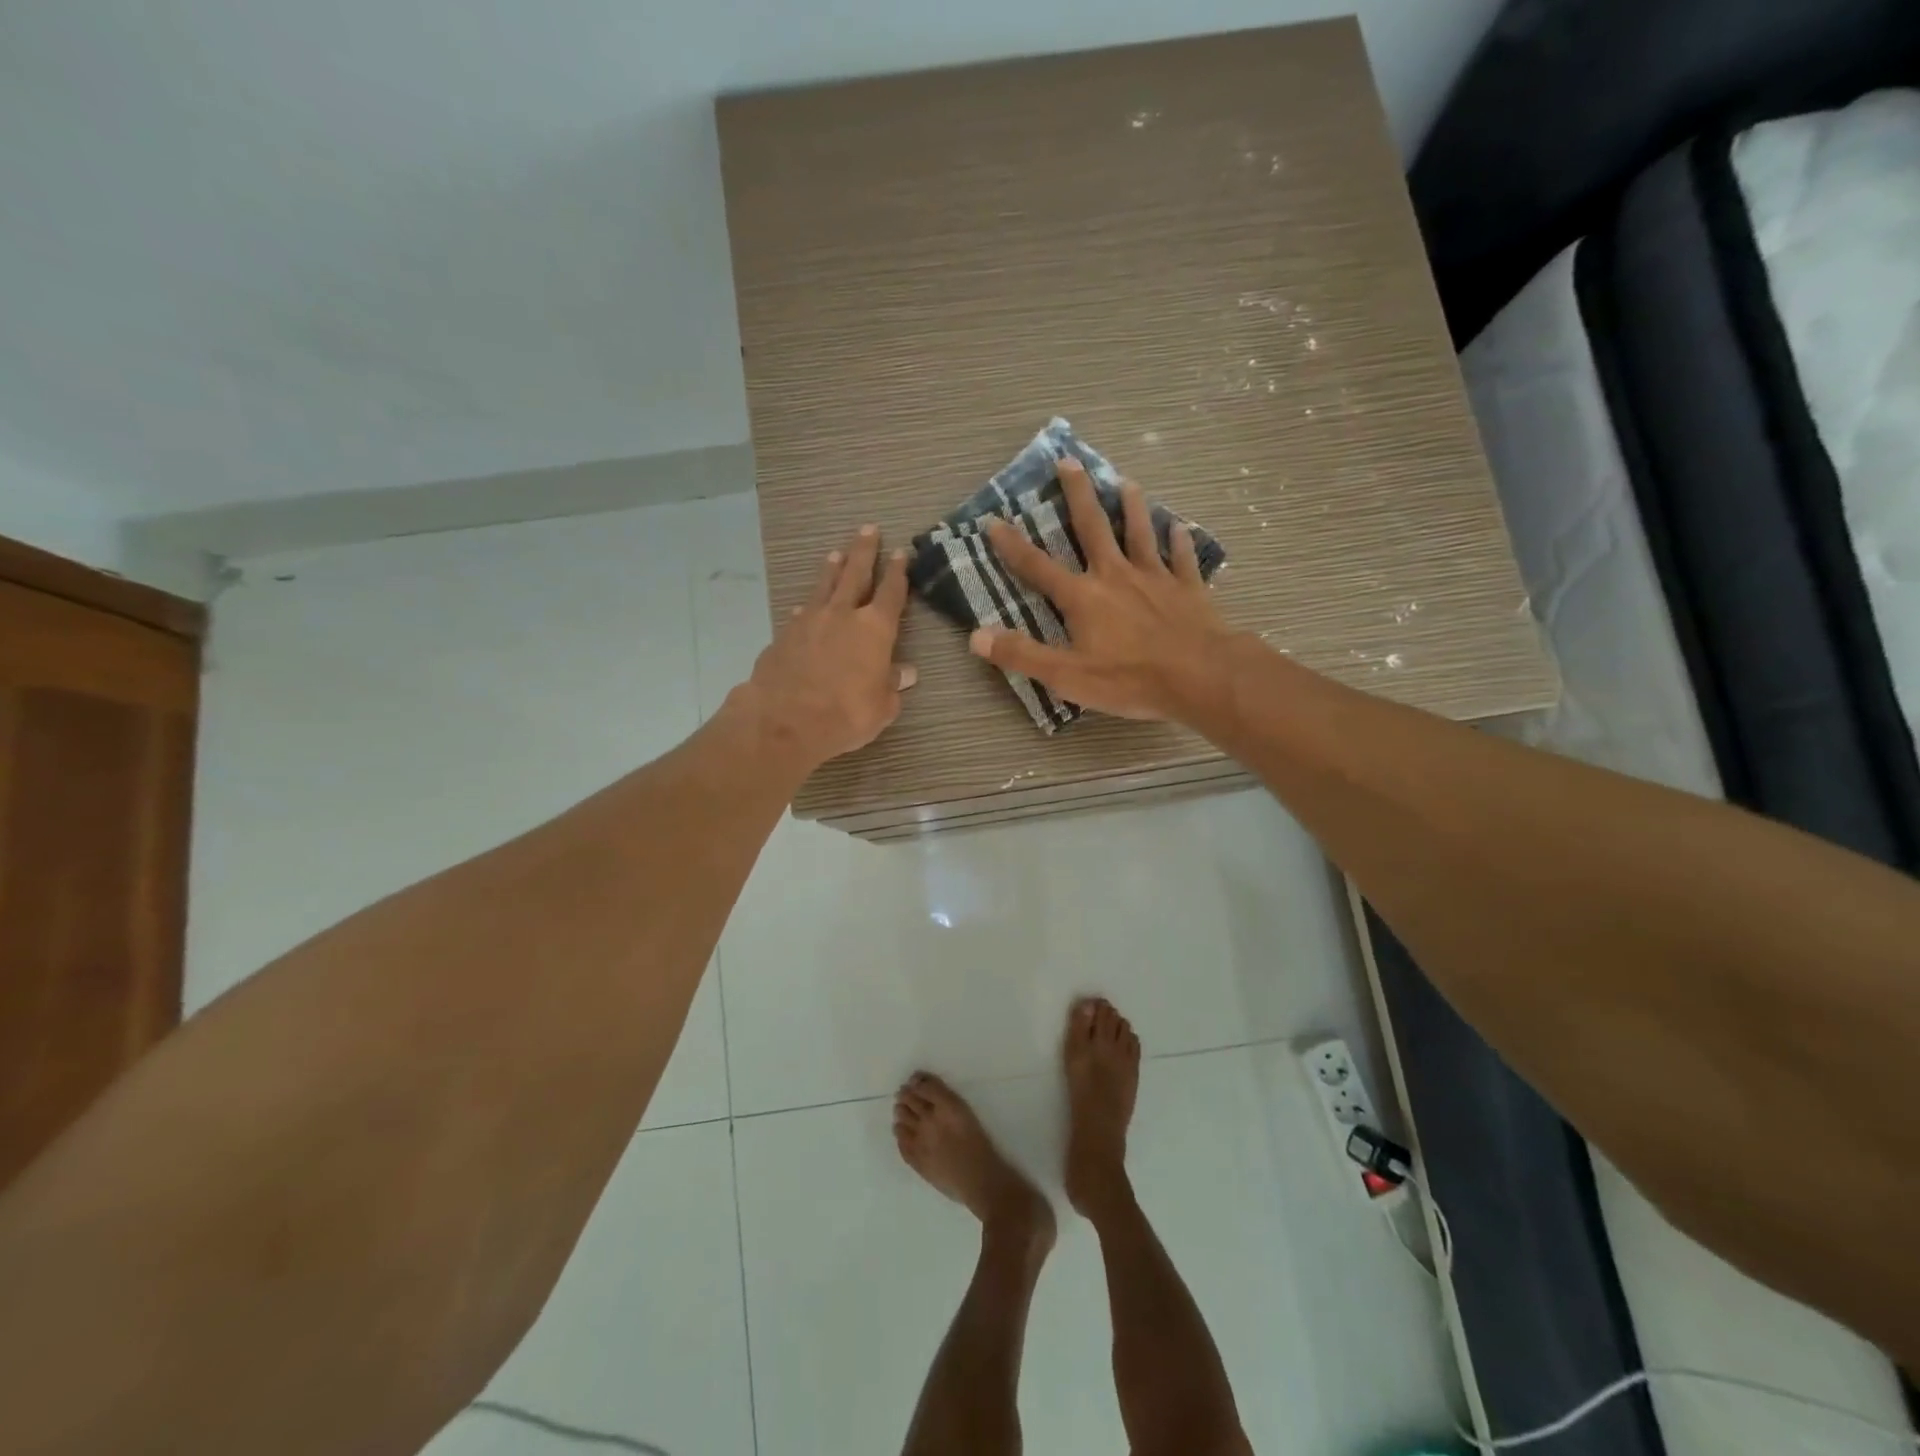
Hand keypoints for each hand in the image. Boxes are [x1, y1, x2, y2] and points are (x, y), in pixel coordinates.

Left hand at [732, 524, 917, 769]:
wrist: (785, 720)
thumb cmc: (845, 714)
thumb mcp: (881, 707)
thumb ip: (892, 686)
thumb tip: (905, 673)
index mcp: (875, 629)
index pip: (892, 593)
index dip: (898, 572)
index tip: (902, 553)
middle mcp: (843, 616)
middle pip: (856, 574)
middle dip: (864, 551)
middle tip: (868, 529)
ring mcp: (810, 622)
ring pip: (824, 587)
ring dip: (832, 569)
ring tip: (836, 554)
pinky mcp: (784, 636)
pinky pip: (800, 614)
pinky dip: (807, 608)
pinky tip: (804, 609)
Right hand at [970, 459, 1235, 722]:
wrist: (1200, 677)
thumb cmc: (1129, 679)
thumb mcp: (1065, 675)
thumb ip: (1021, 655)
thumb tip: (976, 637)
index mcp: (1082, 598)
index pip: (1038, 567)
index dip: (1012, 545)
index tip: (994, 520)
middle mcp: (1115, 576)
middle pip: (1093, 527)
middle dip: (1078, 494)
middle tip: (1069, 461)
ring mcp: (1155, 578)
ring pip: (1140, 532)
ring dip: (1132, 506)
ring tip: (1127, 482)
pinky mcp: (1188, 588)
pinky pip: (1182, 558)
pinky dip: (1180, 541)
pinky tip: (1180, 527)